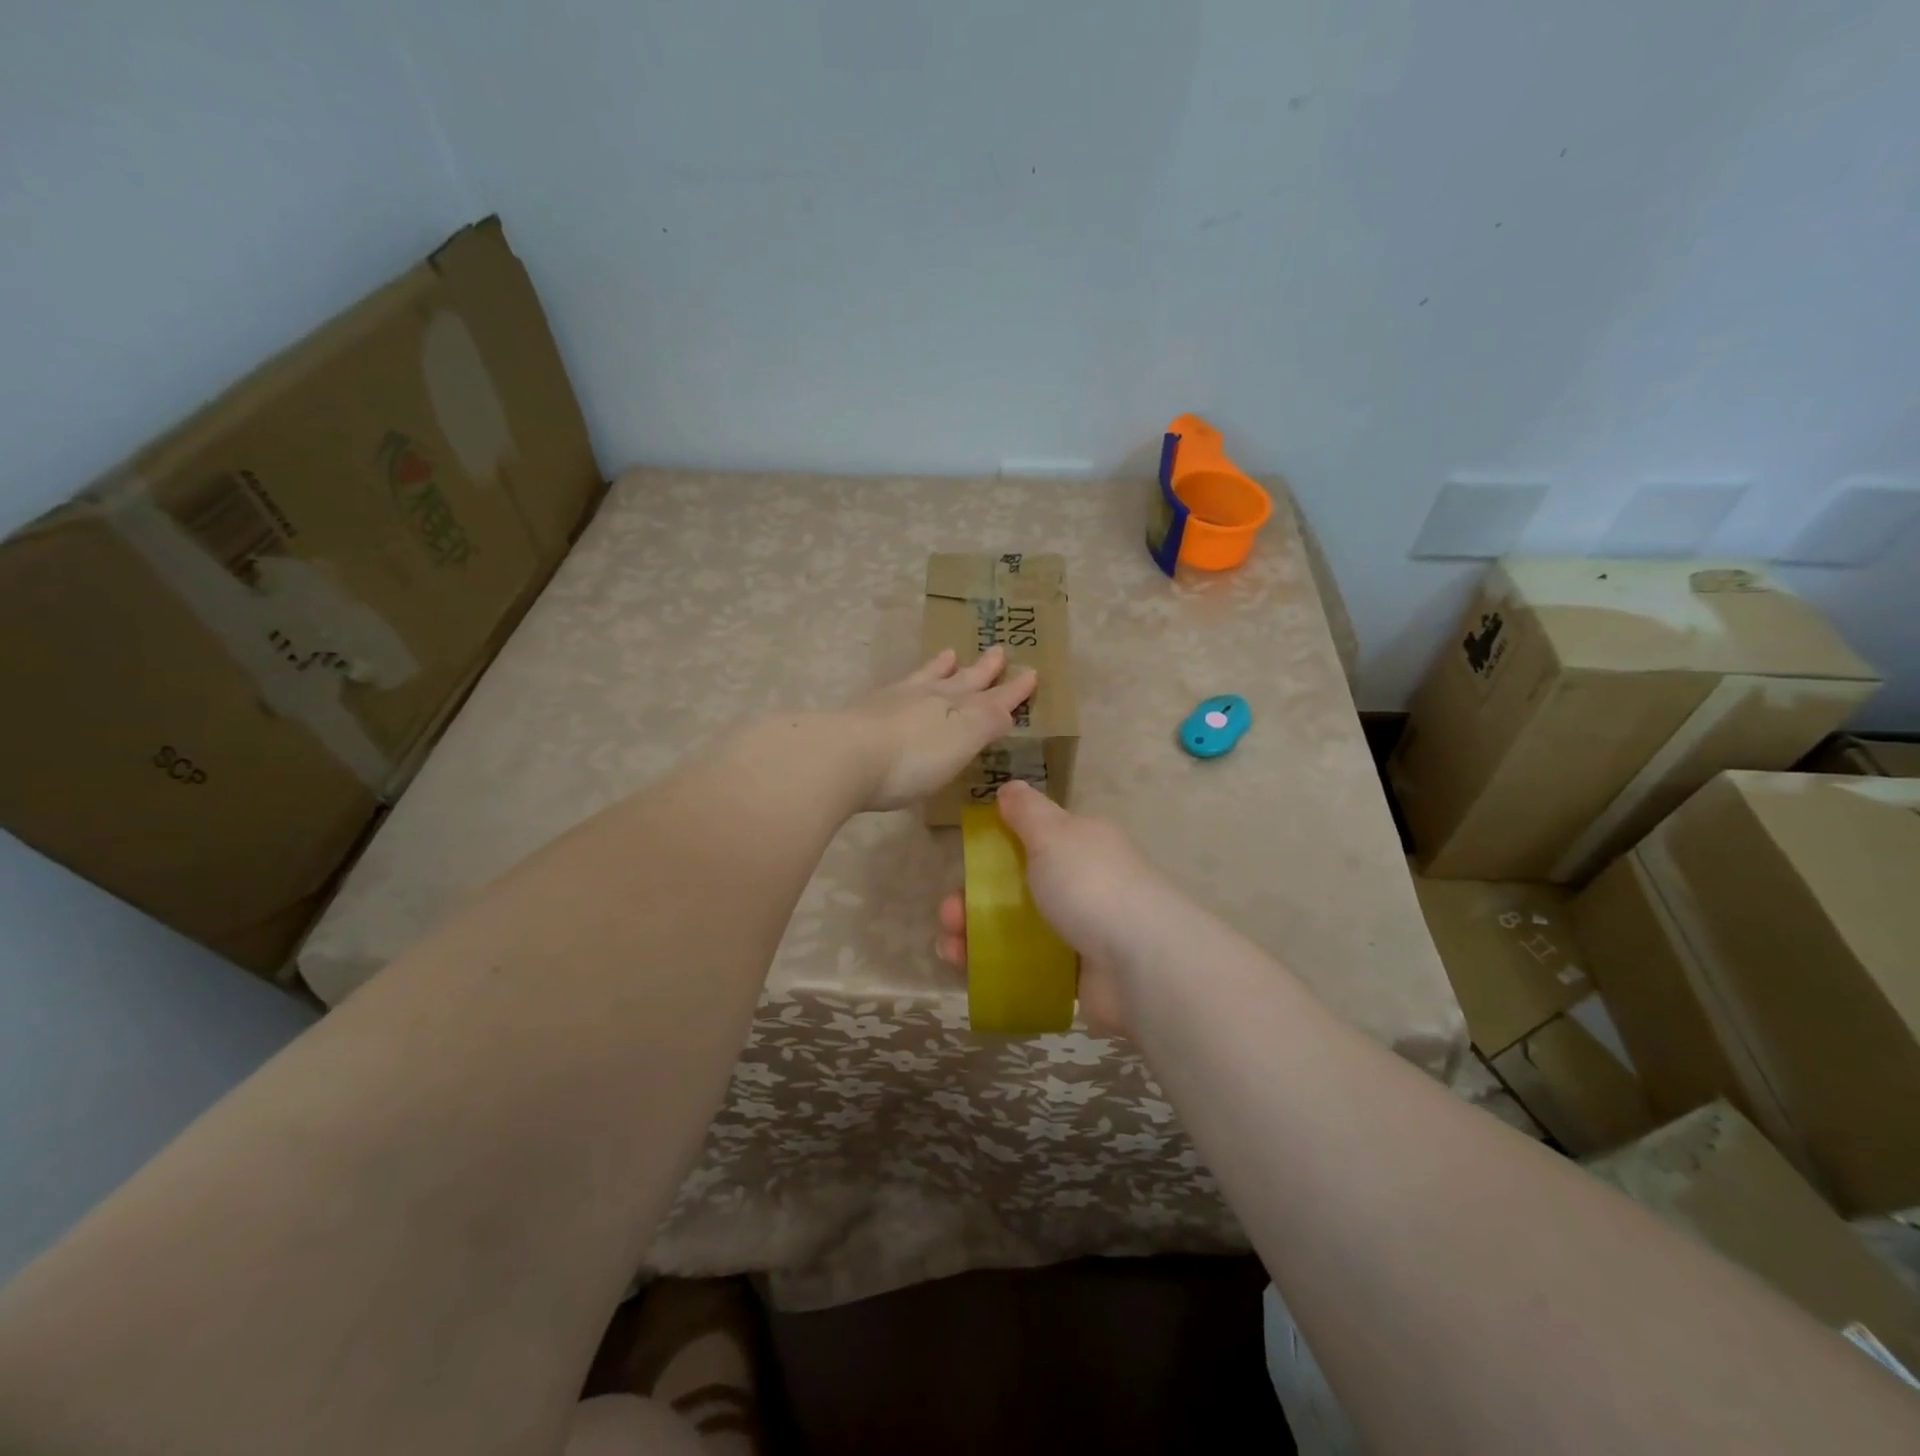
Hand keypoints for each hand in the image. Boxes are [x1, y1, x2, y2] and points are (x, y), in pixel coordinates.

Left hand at [841, 647, 1037, 812]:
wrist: (844, 756)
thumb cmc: (911, 758)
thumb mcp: (961, 741)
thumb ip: (986, 722)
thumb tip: (1007, 709)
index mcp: (956, 707)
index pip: (993, 698)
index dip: (1012, 690)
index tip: (1030, 673)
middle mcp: (928, 698)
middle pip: (961, 680)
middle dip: (981, 670)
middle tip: (997, 650)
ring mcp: (893, 702)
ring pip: (925, 678)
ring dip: (940, 668)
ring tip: (949, 654)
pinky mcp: (865, 714)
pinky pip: (897, 689)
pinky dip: (909, 683)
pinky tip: (902, 687)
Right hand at [936, 780, 1180, 1035]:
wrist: (1141, 963)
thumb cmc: (1090, 886)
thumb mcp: (1053, 835)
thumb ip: (1027, 811)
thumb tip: (1010, 787)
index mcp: (1081, 844)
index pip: (1034, 837)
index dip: (996, 847)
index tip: (966, 861)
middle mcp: (1084, 883)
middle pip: (1018, 886)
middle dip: (975, 898)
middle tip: (949, 915)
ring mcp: (1081, 930)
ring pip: (1018, 928)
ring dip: (977, 935)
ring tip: (949, 948)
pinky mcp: (1077, 974)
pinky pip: (1027, 966)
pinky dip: (995, 967)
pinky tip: (967, 972)